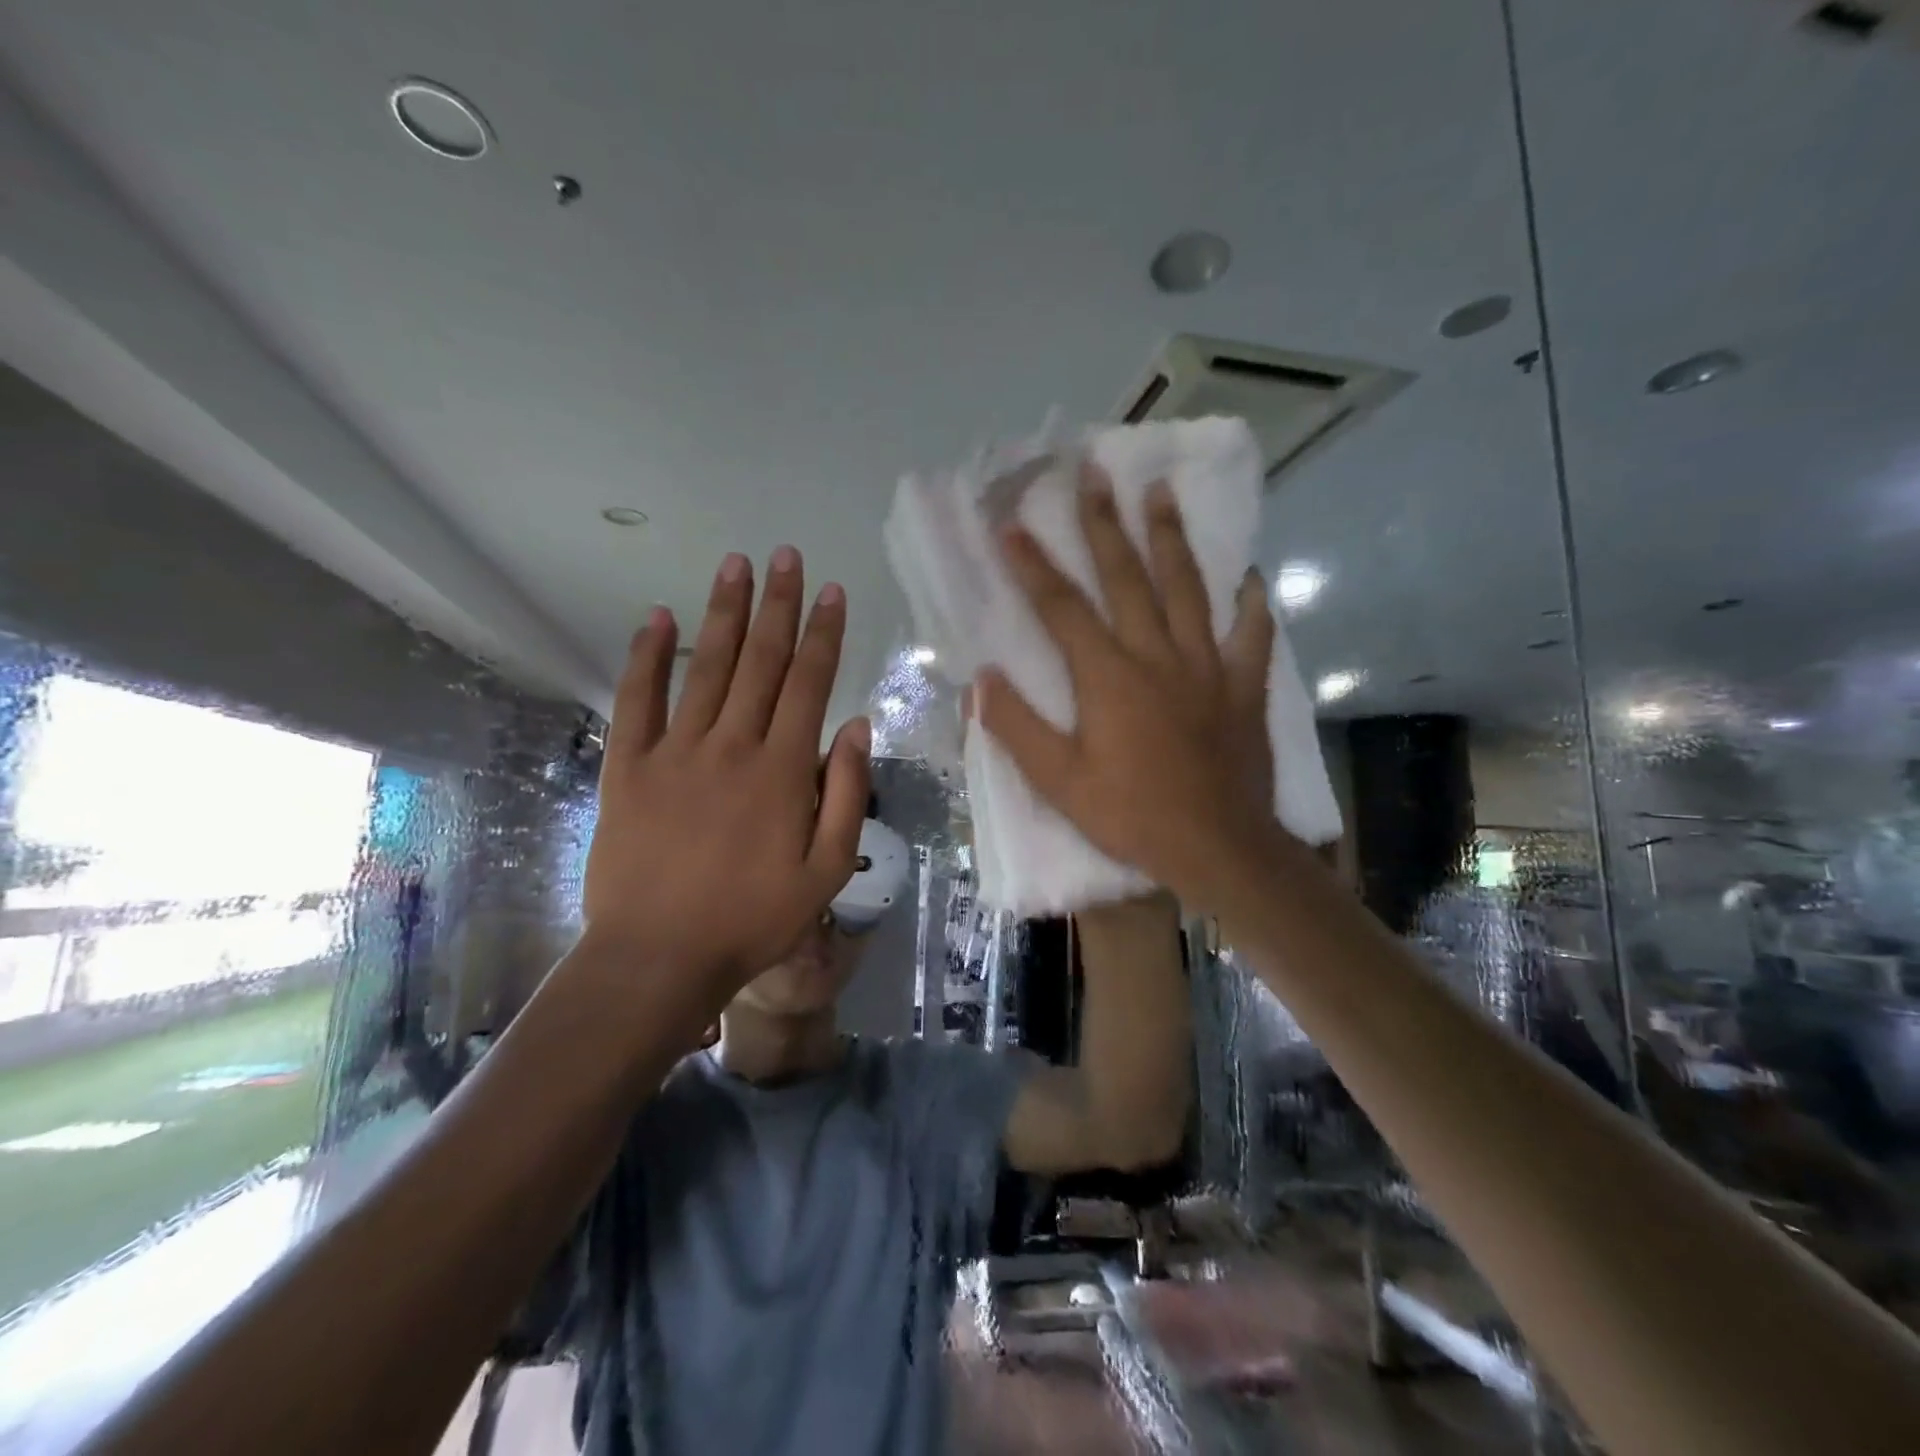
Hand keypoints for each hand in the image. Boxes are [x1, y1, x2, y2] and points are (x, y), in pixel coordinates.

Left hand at [582, 547, 870, 1007]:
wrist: (659, 957)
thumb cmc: (753, 919)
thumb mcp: (826, 869)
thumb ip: (846, 793)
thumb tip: (855, 725)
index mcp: (782, 770)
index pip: (808, 684)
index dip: (823, 634)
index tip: (832, 592)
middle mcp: (731, 745)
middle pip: (760, 661)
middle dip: (778, 605)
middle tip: (785, 556)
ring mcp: (675, 751)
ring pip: (706, 668)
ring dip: (723, 613)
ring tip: (735, 565)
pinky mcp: (628, 766)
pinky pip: (637, 700)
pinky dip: (645, 656)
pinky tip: (655, 618)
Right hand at [973, 464, 1275, 912]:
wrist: (1219, 849)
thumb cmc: (1133, 816)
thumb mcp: (1060, 783)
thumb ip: (1017, 729)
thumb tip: (981, 682)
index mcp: (1109, 677)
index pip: (1062, 608)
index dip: (1034, 565)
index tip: (1012, 524)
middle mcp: (1158, 656)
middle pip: (1128, 577)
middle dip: (1105, 523)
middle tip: (1094, 472)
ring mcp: (1207, 667)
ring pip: (1188, 589)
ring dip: (1171, 537)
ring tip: (1161, 492)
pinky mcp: (1244, 687)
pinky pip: (1251, 636)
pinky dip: (1250, 604)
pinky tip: (1248, 577)